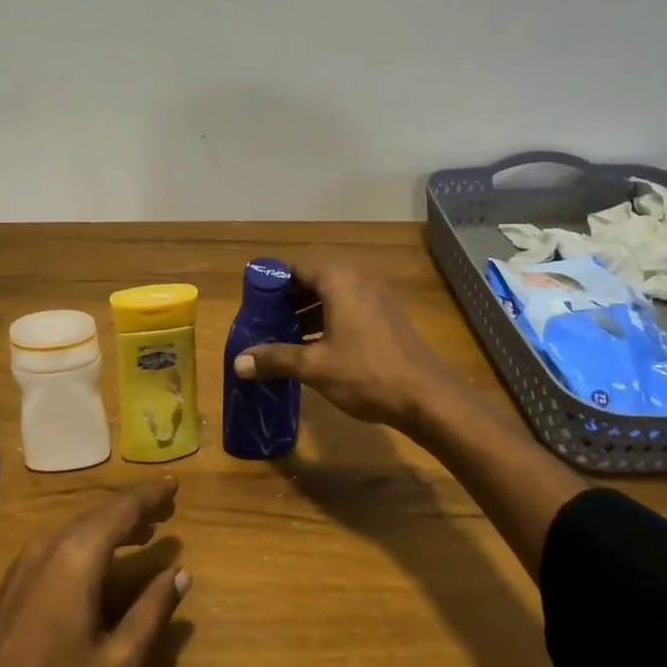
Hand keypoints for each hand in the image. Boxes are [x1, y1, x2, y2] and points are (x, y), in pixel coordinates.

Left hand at [0, 480, 189, 666]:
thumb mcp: (116, 666)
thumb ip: (151, 614)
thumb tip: (180, 574)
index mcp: (78, 555)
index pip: (123, 509)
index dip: (151, 495)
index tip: (175, 485)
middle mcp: (51, 543)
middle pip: (100, 512)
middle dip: (134, 508)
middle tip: (166, 507)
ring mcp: (26, 560)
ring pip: (78, 526)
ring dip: (112, 524)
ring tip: (143, 530)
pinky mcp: (13, 579)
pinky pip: (61, 541)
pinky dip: (89, 539)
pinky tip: (101, 559)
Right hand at [234, 260, 465, 435]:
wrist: (428, 398)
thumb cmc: (367, 374)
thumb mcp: (315, 367)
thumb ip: (276, 359)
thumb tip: (238, 362)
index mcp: (340, 282)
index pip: (298, 267)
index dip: (274, 280)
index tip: (255, 299)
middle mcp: (360, 282)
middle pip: (316, 280)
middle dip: (290, 298)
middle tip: (266, 319)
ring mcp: (378, 301)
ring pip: (335, 297)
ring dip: (309, 312)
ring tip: (286, 335)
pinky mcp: (389, 320)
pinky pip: (351, 310)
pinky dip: (330, 321)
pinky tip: (317, 348)